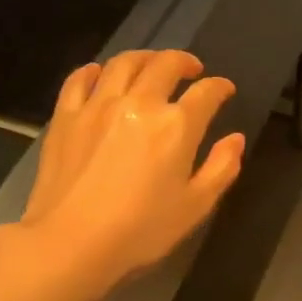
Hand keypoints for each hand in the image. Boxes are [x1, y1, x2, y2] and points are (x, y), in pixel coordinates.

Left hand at [14, 50, 243, 300]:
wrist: (71, 242)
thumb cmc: (141, 230)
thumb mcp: (195, 207)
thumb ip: (221, 168)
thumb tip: (235, 139)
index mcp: (176, 125)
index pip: (206, 93)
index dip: (220, 87)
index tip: (224, 90)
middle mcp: (139, 103)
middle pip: (165, 65)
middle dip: (184, 61)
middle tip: (191, 69)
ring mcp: (98, 105)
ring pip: (123, 63)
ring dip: (144, 58)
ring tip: (151, 64)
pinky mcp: (66, 116)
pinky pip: (79, 79)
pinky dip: (94, 71)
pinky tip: (100, 74)